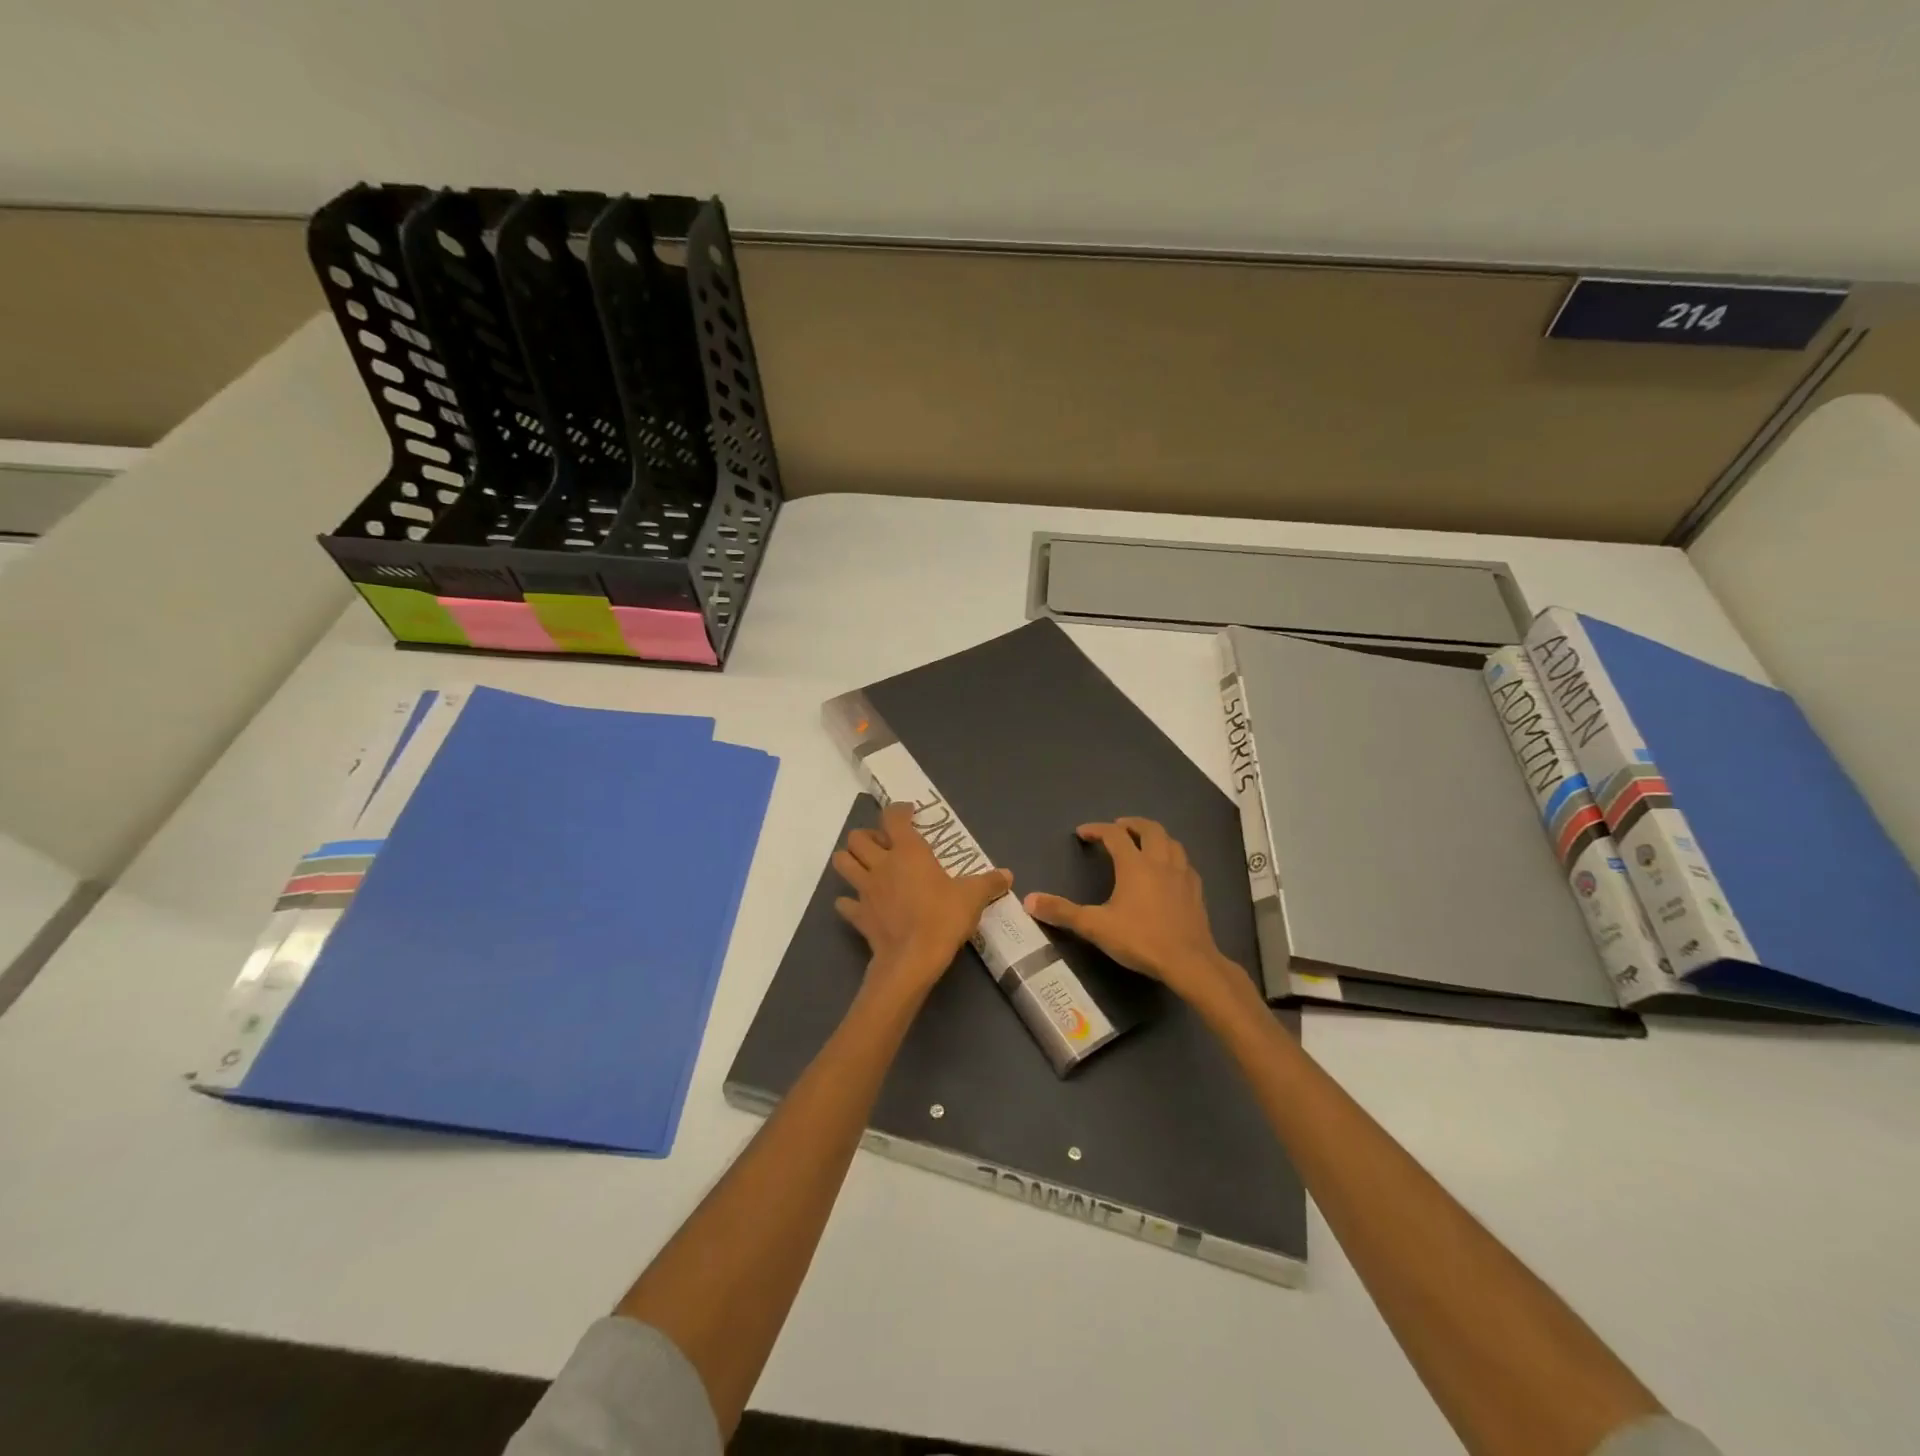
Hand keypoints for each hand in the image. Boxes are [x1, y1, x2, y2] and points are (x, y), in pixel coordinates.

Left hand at [832, 802, 1012, 1003]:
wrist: (913, 959)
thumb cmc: (943, 918)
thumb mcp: (973, 897)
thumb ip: (989, 882)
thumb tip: (1007, 875)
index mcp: (908, 851)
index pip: (893, 818)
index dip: (899, 810)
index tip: (908, 812)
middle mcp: (881, 864)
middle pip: (857, 837)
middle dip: (867, 836)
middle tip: (884, 845)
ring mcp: (865, 889)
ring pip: (842, 863)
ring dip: (850, 860)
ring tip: (866, 866)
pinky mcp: (858, 915)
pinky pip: (844, 903)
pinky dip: (849, 901)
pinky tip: (861, 904)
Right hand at [1025, 818, 1250, 1010]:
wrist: (1189, 962)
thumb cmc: (1140, 939)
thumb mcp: (1095, 926)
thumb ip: (1062, 912)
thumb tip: (1029, 900)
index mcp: (1134, 864)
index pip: (1114, 835)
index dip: (1097, 829)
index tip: (1083, 833)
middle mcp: (1160, 862)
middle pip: (1149, 829)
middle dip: (1131, 824)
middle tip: (1118, 827)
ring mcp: (1182, 875)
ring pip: (1171, 842)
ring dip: (1156, 836)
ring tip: (1144, 843)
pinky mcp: (1196, 891)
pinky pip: (1185, 863)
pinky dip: (1173, 857)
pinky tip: (1169, 871)